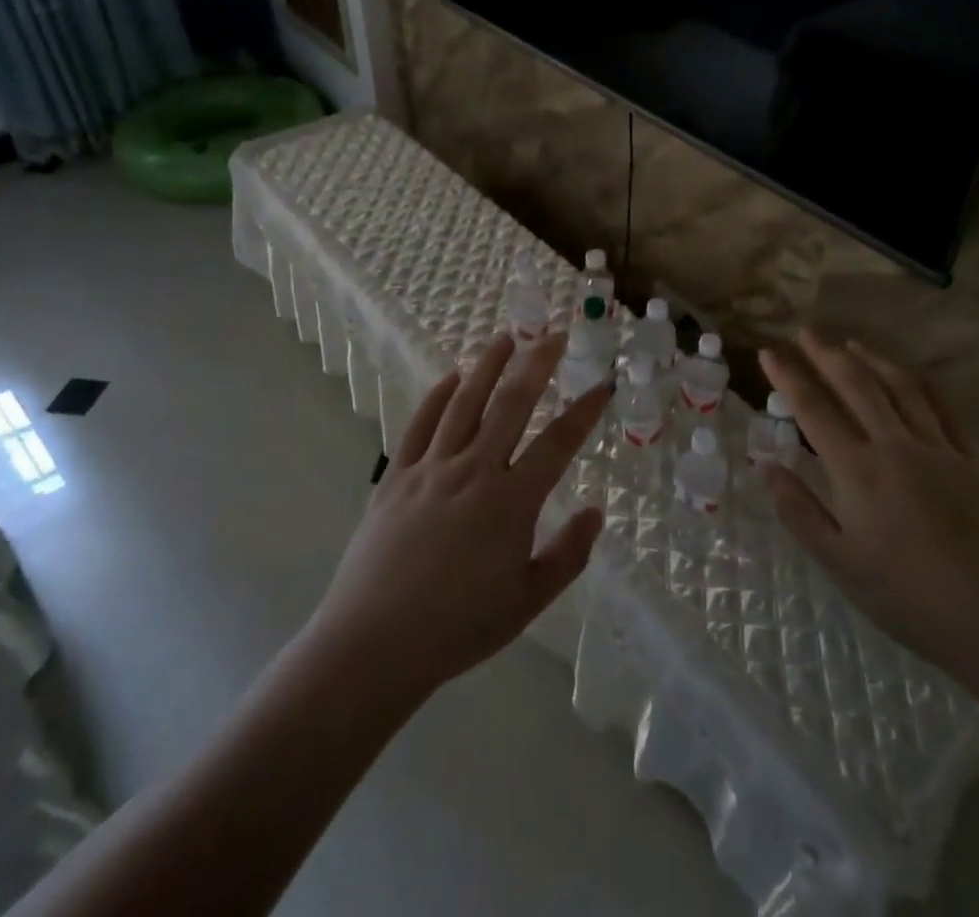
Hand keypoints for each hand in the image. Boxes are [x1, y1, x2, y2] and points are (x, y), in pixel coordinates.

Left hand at [306, 334, 608, 700]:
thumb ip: (567, 556)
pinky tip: (452, 377)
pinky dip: (438, 395)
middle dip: (535, 365)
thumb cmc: (458, 627)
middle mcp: (474, 471)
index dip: (584, 411)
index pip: (558, 443)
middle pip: (510, 405)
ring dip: (487, 366)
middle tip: (552, 335)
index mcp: (511, 502)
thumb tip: (595, 512)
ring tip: (504, 338)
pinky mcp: (397, 474)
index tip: (602, 384)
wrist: (375, 643)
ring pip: (464, 403)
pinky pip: (420, 423)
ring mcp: (431, 468)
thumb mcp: (526, 602)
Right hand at [759, 330, 978, 683]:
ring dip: (873, 360)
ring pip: (901, 388)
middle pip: (856, 385)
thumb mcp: (841, 565)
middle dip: (826, 354)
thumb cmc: (912, 599)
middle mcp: (895, 445)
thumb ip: (800, 512)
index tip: (767, 352)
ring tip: (851, 343)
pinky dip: (926, 386)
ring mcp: (940, 449)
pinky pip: (947, 410)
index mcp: (858, 470)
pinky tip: (916, 377)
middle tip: (806, 331)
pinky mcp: (975, 462)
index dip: (788, 378)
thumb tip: (766, 467)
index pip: (813, 410)